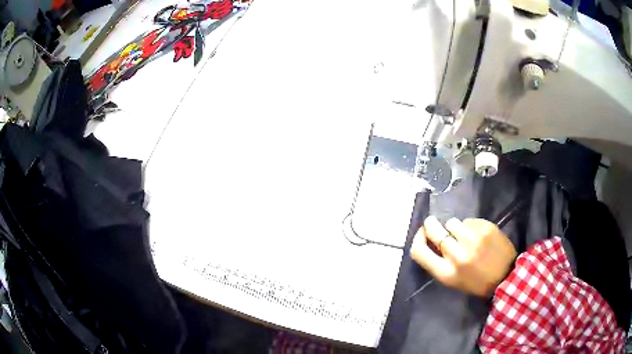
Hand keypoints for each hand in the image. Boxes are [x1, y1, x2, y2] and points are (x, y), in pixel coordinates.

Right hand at [410, 216, 516, 297]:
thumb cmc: (477, 283)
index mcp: (445, 272)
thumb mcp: (453, 280)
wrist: (507, 277)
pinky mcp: (486, 228)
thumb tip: (430, 239)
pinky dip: (471, 226)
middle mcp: (456, 255)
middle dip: (431, 224)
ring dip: (455, 227)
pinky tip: (479, 235)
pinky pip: (470, 221)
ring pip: (452, 222)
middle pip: (433, 230)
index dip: (417, 238)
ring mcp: (472, 239)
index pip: (419, 250)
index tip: (421, 233)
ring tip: (465, 235)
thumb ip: (439, 262)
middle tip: (435, 224)